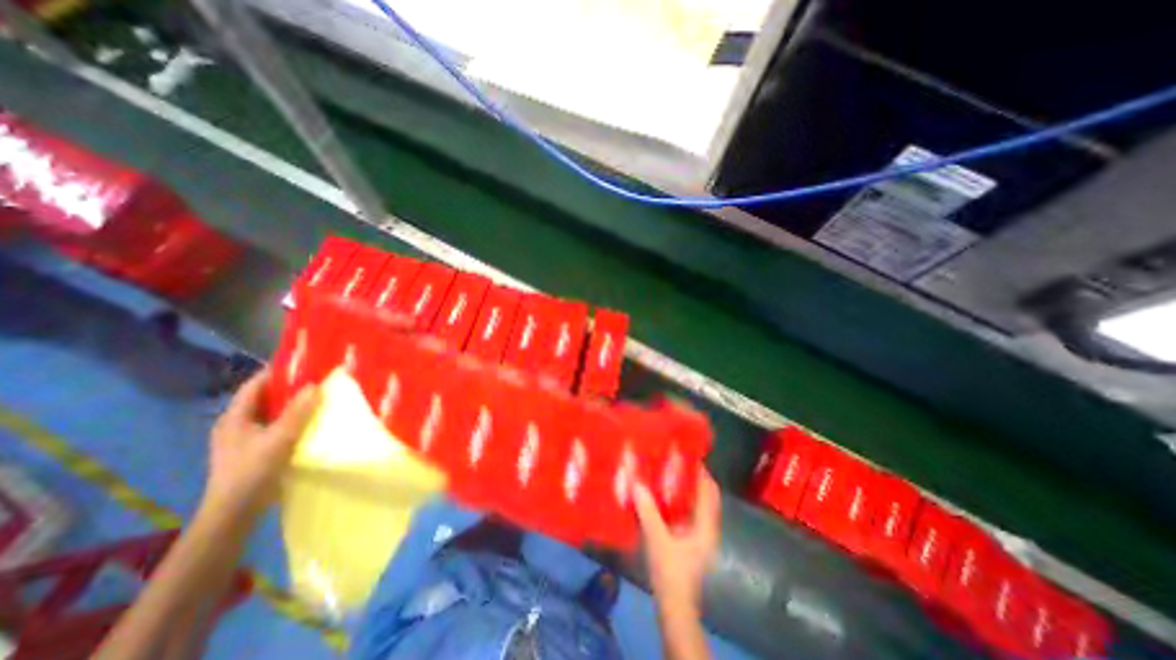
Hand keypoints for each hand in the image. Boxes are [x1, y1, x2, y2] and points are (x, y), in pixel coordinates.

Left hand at [203, 371, 318, 525]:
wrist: (235, 511)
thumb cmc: (253, 470)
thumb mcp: (279, 438)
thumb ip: (297, 412)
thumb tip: (315, 385)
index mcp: (234, 417)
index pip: (254, 385)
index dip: (277, 371)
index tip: (304, 363)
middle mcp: (236, 424)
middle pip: (264, 398)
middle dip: (289, 387)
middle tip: (318, 379)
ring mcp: (244, 438)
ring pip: (271, 413)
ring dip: (292, 404)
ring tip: (319, 397)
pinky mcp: (254, 450)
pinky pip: (275, 426)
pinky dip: (292, 419)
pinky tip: (310, 421)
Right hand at [641, 468, 721, 612]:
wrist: (674, 606)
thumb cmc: (671, 572)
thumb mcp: (657, 539)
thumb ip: (648, 510)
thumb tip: (637, 482)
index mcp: (706, 525)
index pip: (709, 490)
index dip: (700, 471)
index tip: (685, 454)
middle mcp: (707, 526)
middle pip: (704, 494)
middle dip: (692, 477)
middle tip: (672, 461)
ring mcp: (699, 534)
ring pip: (696, 503)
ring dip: (685, 488)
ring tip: (666, 472)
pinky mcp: (690, 540)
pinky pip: (687, 512)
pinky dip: (678, 500)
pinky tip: (661, 495)